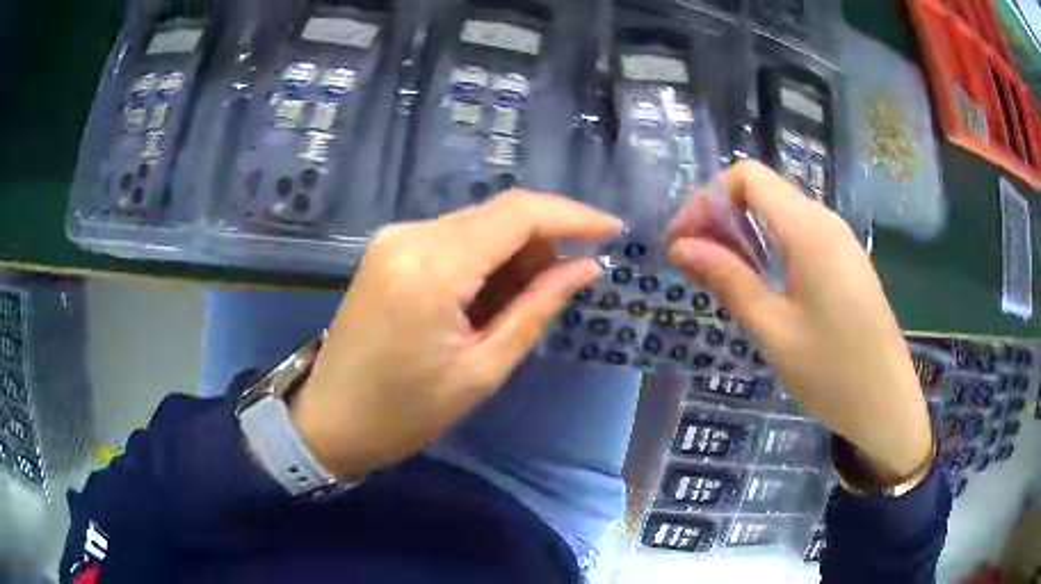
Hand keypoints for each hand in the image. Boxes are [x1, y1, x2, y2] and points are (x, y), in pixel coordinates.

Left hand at [290, 191, 622, 478]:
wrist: (330, 419)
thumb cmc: (406, 412)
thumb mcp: (482, 370)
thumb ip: (537, 309)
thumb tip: (586, 268)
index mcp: (433, 269)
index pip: (518, 214)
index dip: (572, 216)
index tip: (612, 232)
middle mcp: (410, 236)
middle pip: (498, 213)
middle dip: (543, 241)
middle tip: (561, 287)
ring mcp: (393, 238)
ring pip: (476, 223)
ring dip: (512, 252)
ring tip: (519, 302)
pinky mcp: (387, 249)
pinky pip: (451, 237)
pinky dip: (482, 257)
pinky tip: (484, 297)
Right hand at [668, 161, 931, 482]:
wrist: (887, 403)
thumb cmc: (832, 372)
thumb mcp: (773, 330)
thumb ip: (729, 280)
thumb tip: (681, 247)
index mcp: (809, 230)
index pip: (748, 177)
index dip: (708, 199)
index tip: (683, 242)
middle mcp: (826, 221)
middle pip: (763, 190)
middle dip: (721, 215)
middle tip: (695, 262)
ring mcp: (840, 240)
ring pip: (780, 211)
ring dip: (744, 232)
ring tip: (721, 275)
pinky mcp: (846, 260)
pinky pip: (799, 234)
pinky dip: (770, 245)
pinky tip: (761, 283)